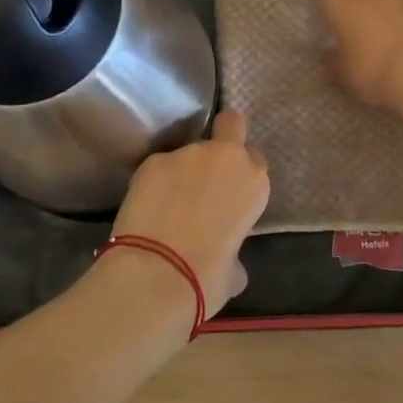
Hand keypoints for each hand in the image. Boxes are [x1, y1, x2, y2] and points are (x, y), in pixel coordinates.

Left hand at [104, 109, 268, 317]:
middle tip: (208, 172)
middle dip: (224, 137)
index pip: (255, 159)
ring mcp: (186, 154)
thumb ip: (235, 252)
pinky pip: (159, 167)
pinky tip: (146, 207)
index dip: (242, 173)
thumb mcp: (234, 271)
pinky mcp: (152, 160)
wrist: (156, 274)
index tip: (231, 191)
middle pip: (230, 125)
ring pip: (189, 152)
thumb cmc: (207, 277)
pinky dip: (155, 182)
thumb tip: (229, 261)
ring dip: (183, 170)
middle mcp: (225, 157)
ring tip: (168, 202)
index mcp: (253, 182)